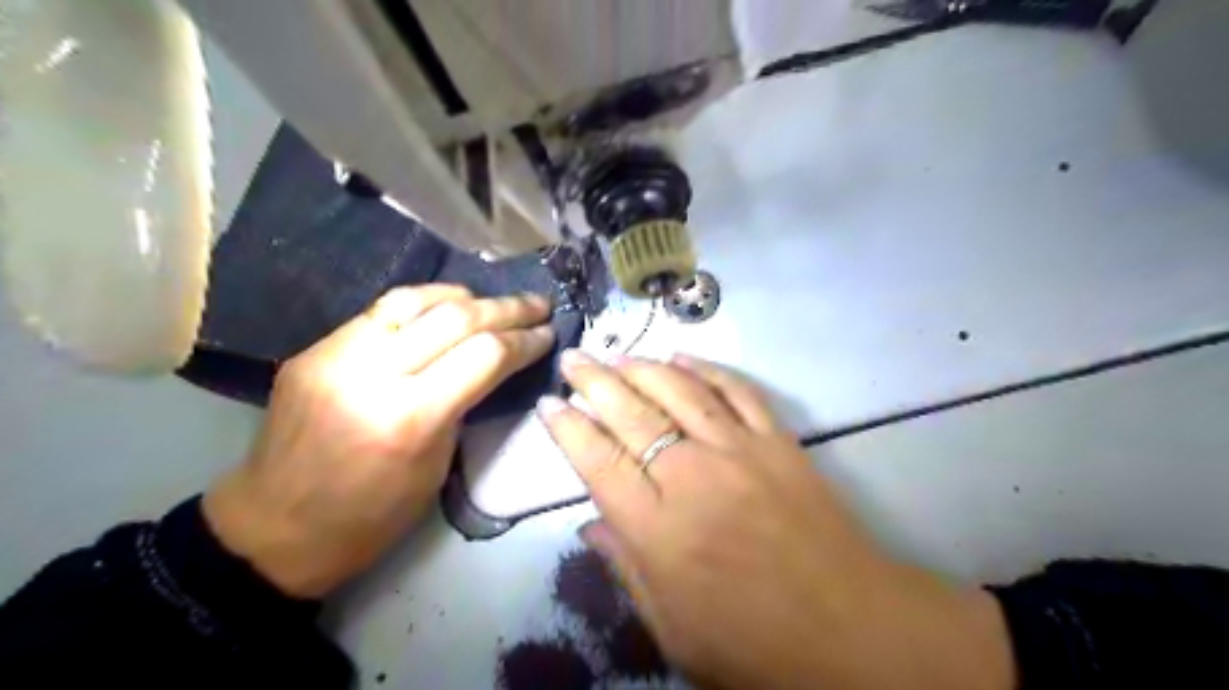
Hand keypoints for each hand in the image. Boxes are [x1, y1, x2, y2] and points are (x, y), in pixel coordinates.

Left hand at [202, 286, 551, 596]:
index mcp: (410, 418)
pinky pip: (380, 311)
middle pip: (456, 318)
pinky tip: (444, 309)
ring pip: (414, 299)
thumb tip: (492, 363)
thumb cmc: (371, 517)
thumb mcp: (437, 466)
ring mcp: (334, 355)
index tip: (549, 334)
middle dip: (507, 308)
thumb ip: (463, 405)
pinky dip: (423, 304)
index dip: (525, 340)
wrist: (274, 529)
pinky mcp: (314, 349)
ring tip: (494, 301)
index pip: (485, 355)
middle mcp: (371, 374)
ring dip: (465, 296)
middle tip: (539, 305)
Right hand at [540, 353, 1018, 689]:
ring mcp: (739, 450)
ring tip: (617, 353)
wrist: (851, 628)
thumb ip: (626, 568)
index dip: (568, 429)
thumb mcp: (673, 629)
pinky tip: (682, 358)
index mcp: (659, 530)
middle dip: (595, 381)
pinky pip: (737, 390)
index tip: (548, 405)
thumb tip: (589, 523)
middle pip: (632, 414)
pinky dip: (707, 369)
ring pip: (680, 390)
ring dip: (643, 367)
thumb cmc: (753, 643)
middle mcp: (693, 477)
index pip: (598, 462)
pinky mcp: (778, 441)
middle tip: (574, 359)